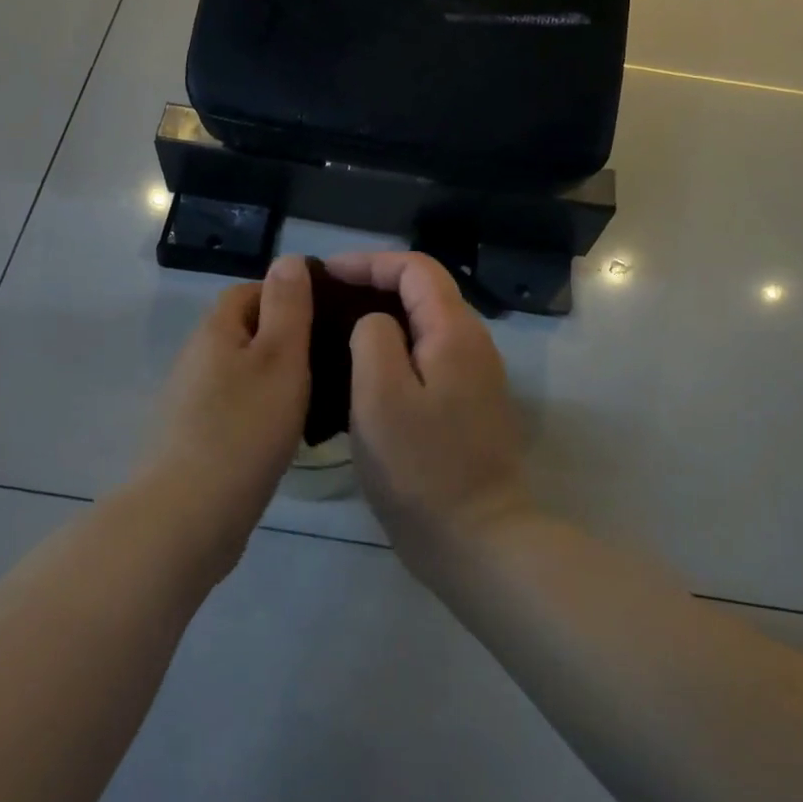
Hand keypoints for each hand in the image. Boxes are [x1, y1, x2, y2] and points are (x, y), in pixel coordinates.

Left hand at [150, 255, 313, 566]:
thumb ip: (288, 306)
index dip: (287, 295)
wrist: (188, 516)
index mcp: (215, 331)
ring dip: (274, 377)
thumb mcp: (280, 357)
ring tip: (317, 395)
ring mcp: (191, 402)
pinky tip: (286, 433)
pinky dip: (261, 410)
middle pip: (244, 332)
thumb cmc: (244, 427)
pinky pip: (236, 408)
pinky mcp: (195, 440)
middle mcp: (196, 359)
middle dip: (284, 338)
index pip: (250, 291)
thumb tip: (289, 259)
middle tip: (328, 357)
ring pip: (242, 373)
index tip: (325, 316)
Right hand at [325, 251, 537, 572]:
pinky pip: (427, 356)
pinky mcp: (466, 404)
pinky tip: (361, 372)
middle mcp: (471, 343)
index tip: (326, 275)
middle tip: (325, 301)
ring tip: (335, 331)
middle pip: (422, 292)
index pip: (415, 268)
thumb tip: (373, 322)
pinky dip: (394, 349)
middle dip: (373, 285)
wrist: (477, 539)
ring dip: (382, 317)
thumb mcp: (379, 396)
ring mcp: (473, 375)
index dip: (369, 262)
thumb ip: (373, 338)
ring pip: (423, 325)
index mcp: (454, 331)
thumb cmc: (421, 468)